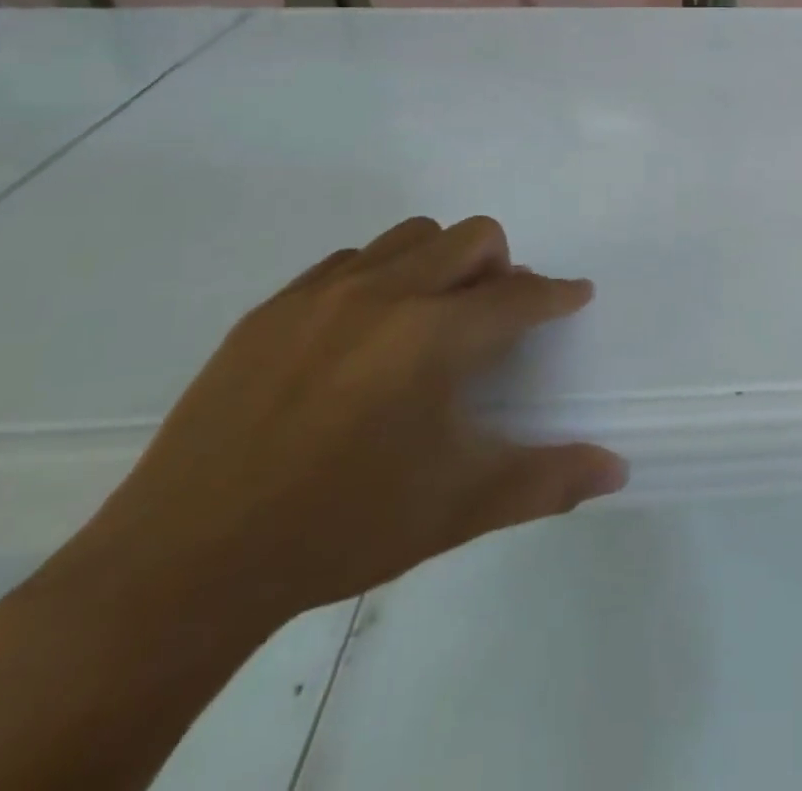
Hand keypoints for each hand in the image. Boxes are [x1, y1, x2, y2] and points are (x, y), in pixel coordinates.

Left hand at [38, 216, 626, 633]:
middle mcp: (385, 294)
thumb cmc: (339, 528)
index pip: (520, 295)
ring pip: (411, 235)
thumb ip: (549, 480)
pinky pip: (350, 261)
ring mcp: (322, 294)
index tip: (576, 294)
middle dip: (502, 267)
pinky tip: (364, 335)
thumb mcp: (459, 507)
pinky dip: (381, 277)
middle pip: (473, 236)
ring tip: (431, 319)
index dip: (558, 294)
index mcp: (435, 335)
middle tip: (495, 317)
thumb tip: (618, 469)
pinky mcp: (271, 309)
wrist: (182, 566)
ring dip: (442, 262)